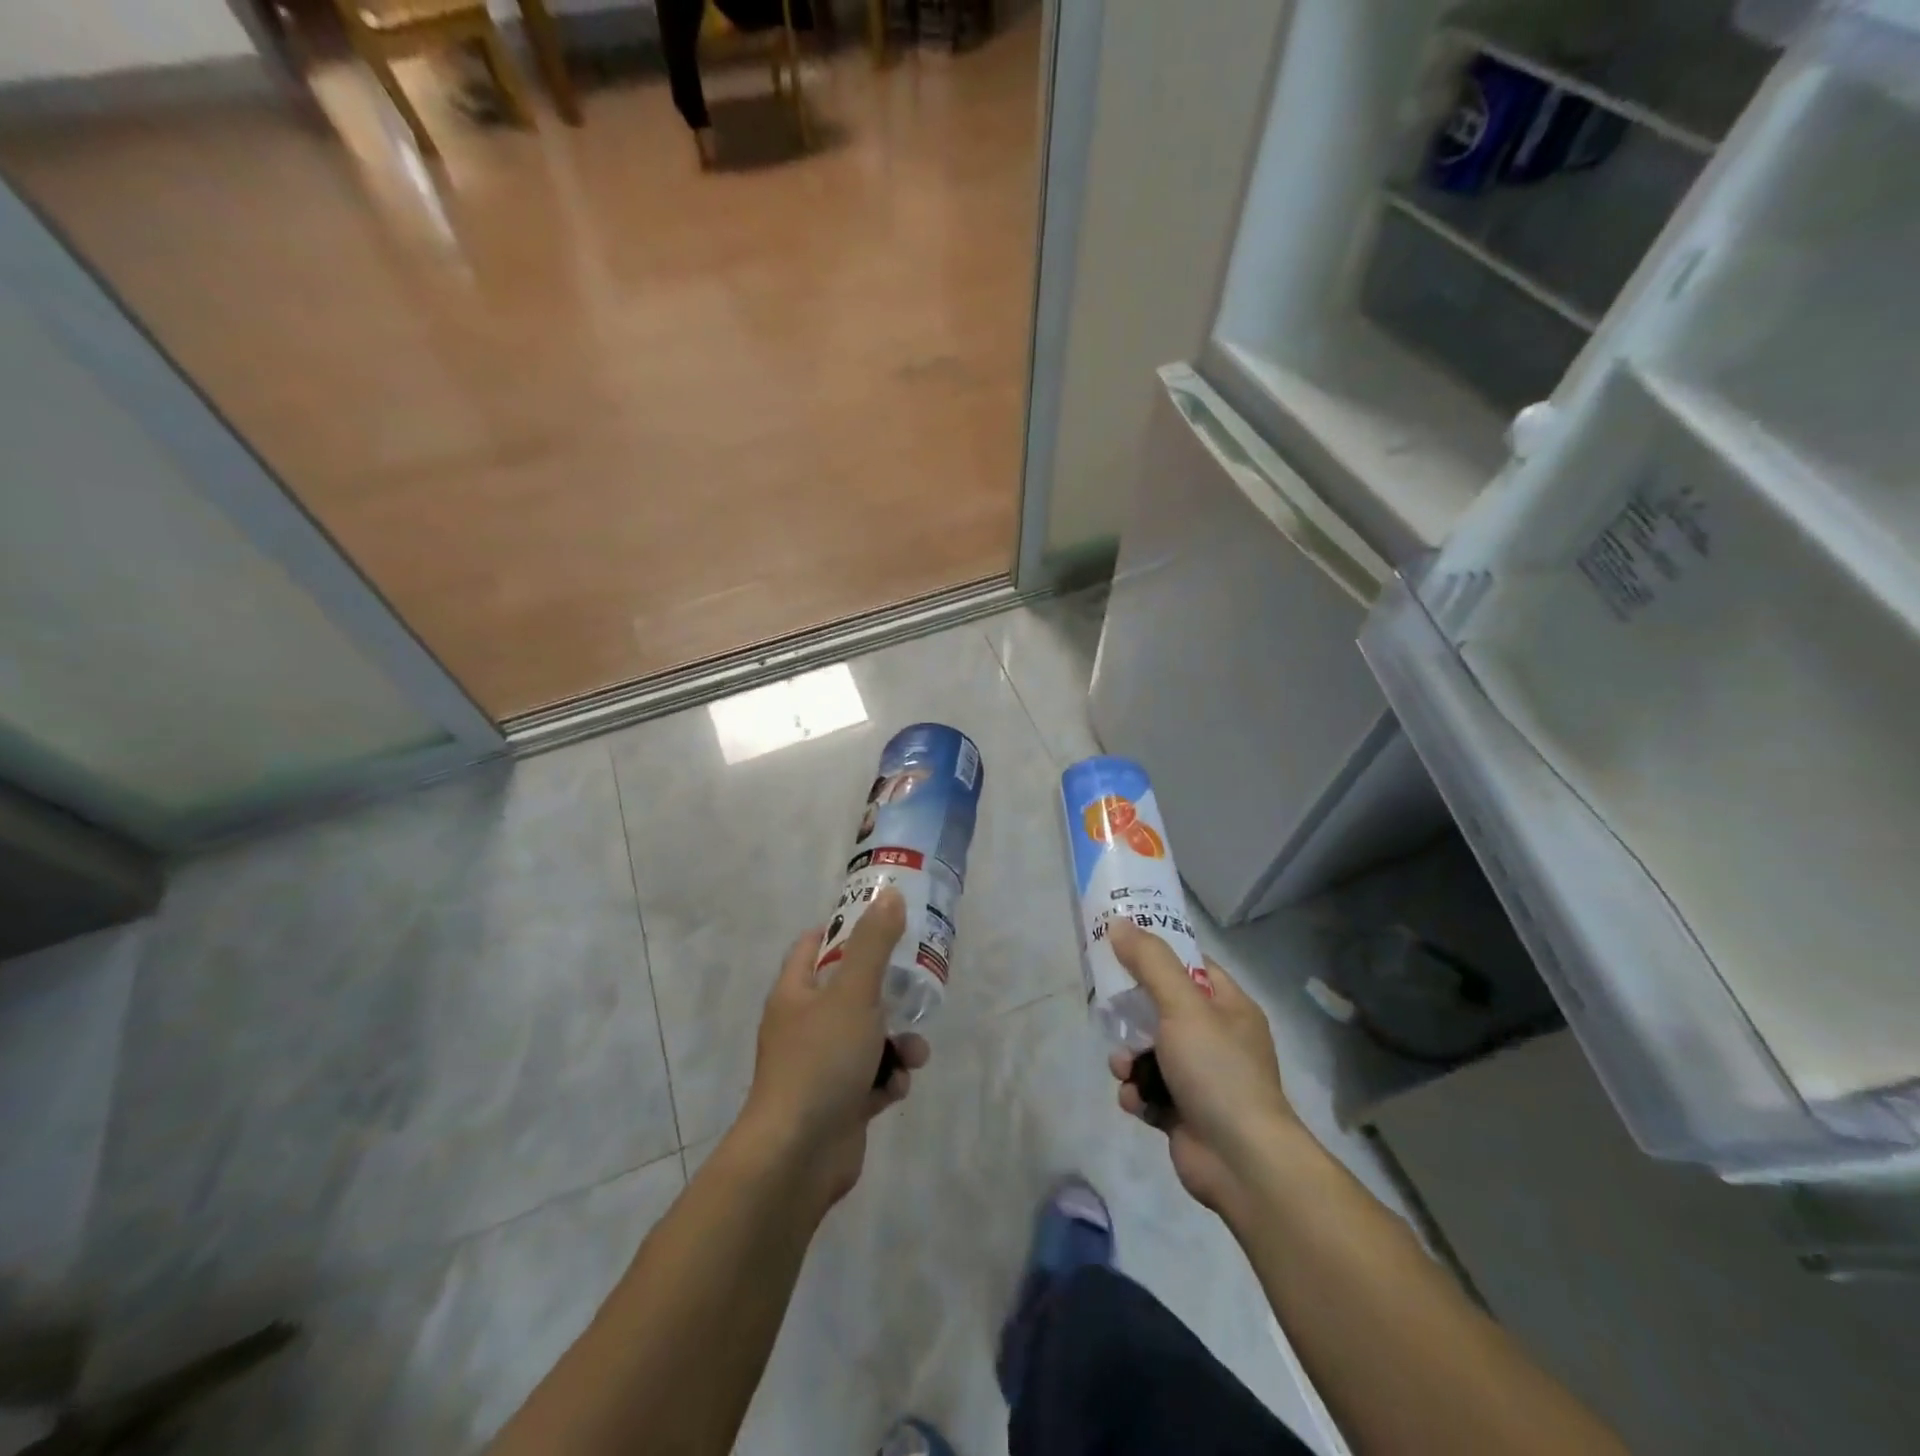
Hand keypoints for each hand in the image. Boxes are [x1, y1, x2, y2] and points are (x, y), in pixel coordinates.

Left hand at [740, 887, 928, 1210]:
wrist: (797, 1156)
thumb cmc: (821, 1061)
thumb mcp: (853, 993)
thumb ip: (874, 944)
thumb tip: (890, 894)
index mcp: (795, 992)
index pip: (816, 944)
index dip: (847, 929)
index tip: (885, 924)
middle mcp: (804, 1024)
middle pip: (850, 991)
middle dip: (888, 992)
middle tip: (918, 984)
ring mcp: (821, 1065)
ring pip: (869, 1037)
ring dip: (897, 1042)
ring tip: (914, 1052)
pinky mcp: (839, 1101)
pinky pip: (872, 1078)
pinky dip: (888, 1080)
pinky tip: (896, 1089)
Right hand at [1106, 921, 1298, 1224]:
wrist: (1242, 1163)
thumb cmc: (1217, 1070)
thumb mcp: (1182, 1005)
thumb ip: (1150, 962)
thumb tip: (1119, 922)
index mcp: (1229, 1007)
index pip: (1191, 966)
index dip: (1157, 954)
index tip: (1120, 947)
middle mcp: (1218, 1039)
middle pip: (1163, 1009)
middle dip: (1132, 1014)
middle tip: (1107, 1009)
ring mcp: (1202, 1078)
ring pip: (1150, 1051)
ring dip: (1129, 1059)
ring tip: (1124, 1068)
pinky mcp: (1184, 1113)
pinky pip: (1149, 1090)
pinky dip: (1137, 1093)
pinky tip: (1135, 1101)